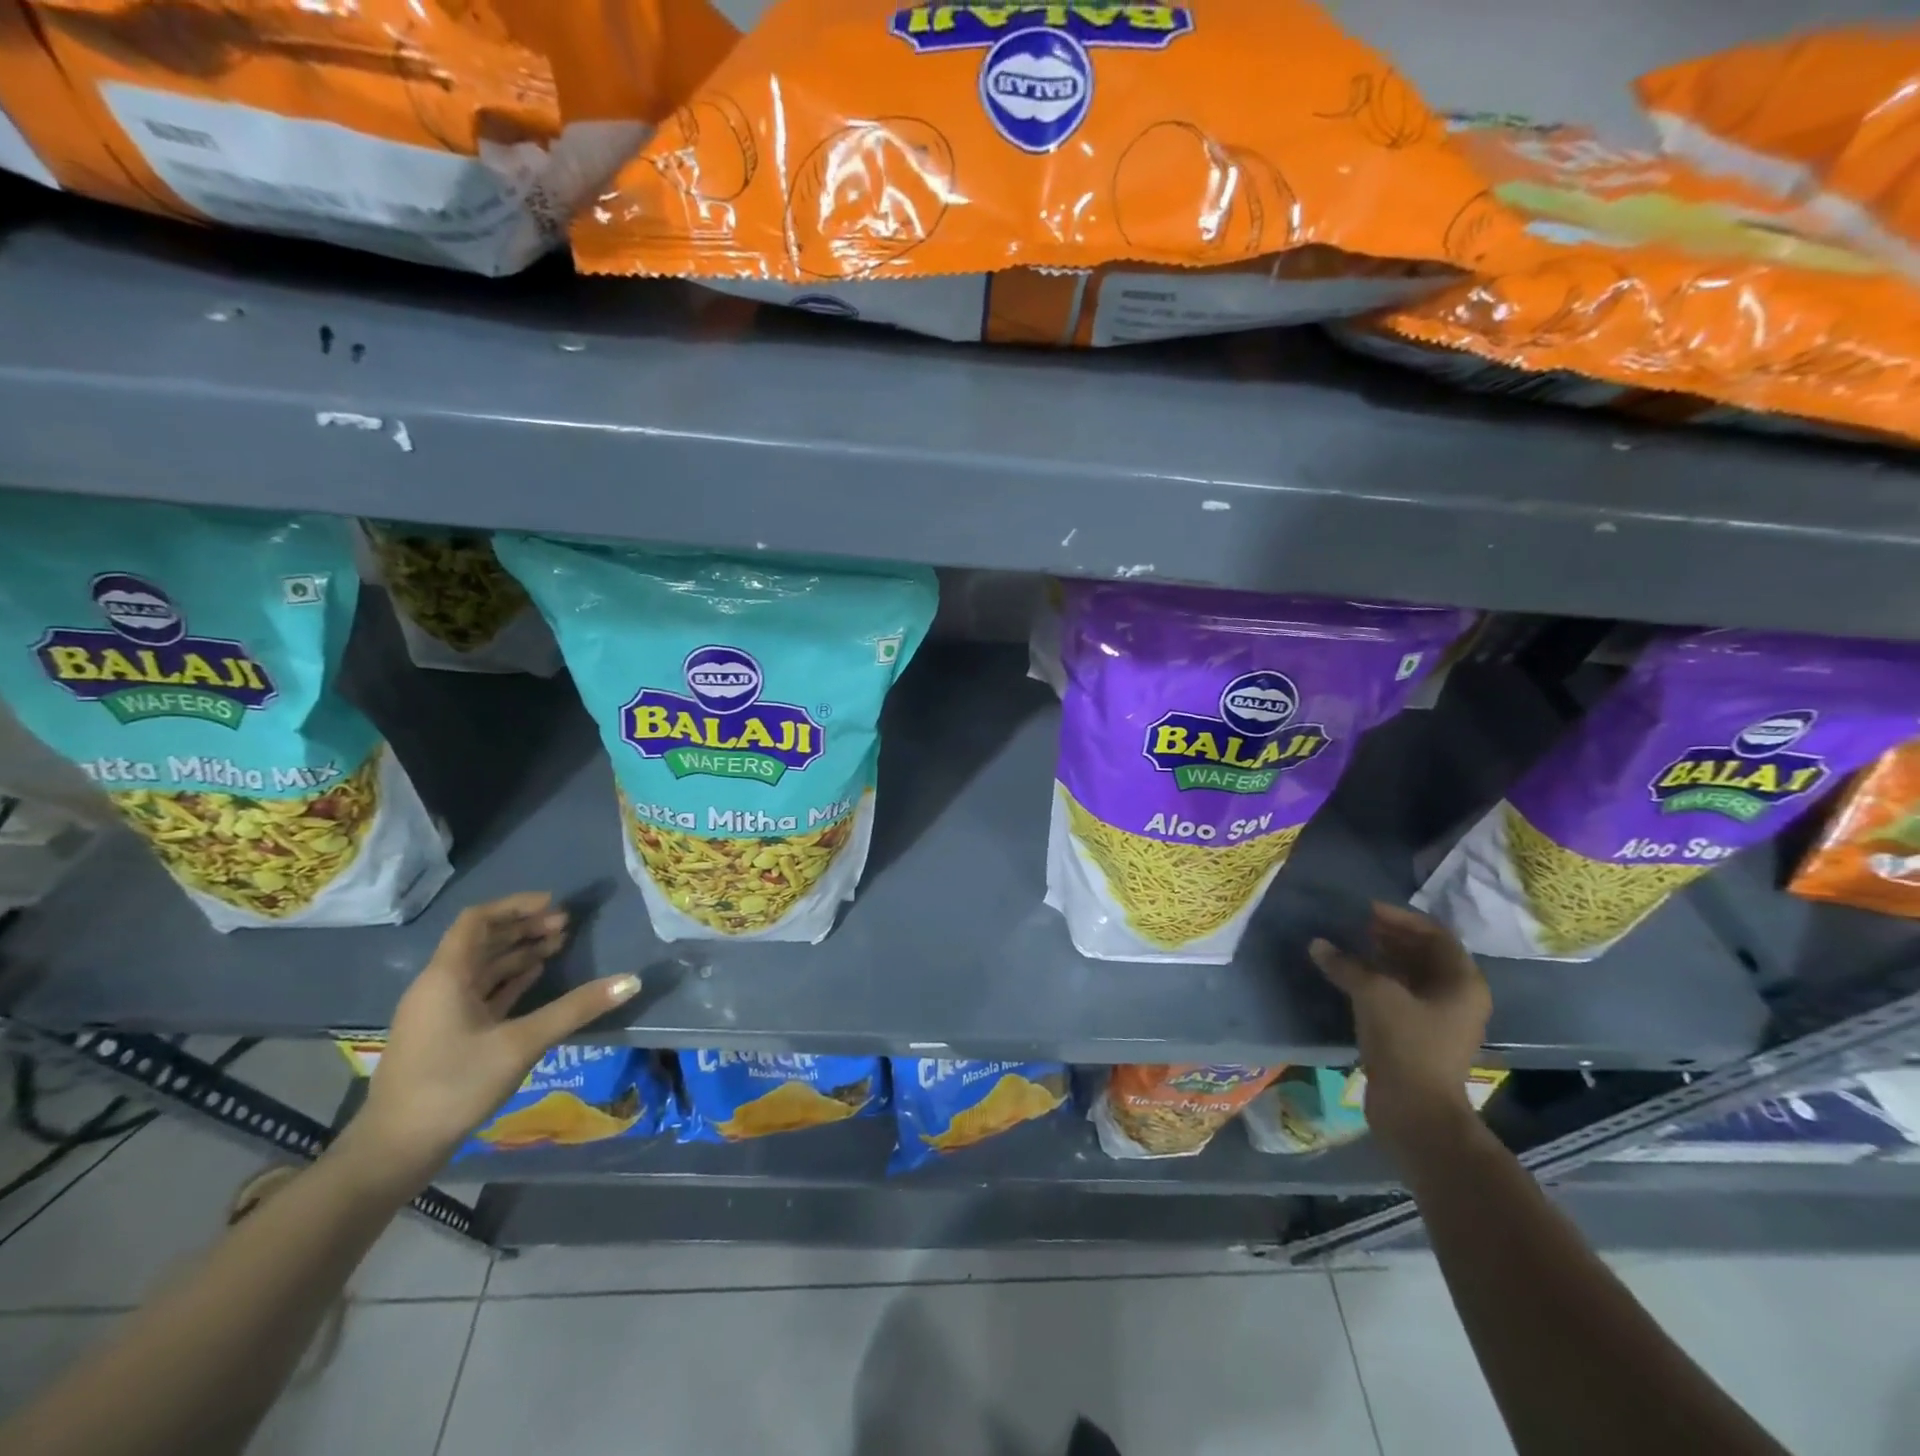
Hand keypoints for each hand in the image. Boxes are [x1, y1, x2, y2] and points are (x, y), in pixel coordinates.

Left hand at [345, 892, 641, 1189]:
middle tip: (566, 925)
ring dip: (519, 952)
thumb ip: (576, 1009)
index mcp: (446, 977)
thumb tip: (632, 980)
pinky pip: (481, 991)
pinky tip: (536, 977)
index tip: (554, 904)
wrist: (395, 1150)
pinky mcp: (447, 1034)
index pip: (477, 921)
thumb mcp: (521, 1044)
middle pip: (482, 942)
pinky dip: (510, 979)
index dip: (515, 907)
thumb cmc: (454, 1085)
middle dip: (524, 928)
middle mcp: (439, 986)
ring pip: (483, 967)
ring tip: (559, 946)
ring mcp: (440, 1012)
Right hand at [1310, 902, 1491, 1161]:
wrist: (1415, 1111)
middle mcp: (1459, 997)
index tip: (1366, 910)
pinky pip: (1401, 996)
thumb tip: (1318, 944)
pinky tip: (1350, 978)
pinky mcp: (1421, 1037)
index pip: (1435, 935)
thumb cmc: (1406, 1044)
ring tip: (1348, 947)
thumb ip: (1346, 964)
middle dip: (1390, 937)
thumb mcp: (1373, 995)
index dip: (1400, 918)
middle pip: (1425, 954)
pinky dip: (1378, 982)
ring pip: (1411, 976)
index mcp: (1462, 982)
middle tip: (1355, 925)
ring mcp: (1441, 1019)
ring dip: (1382, 959)